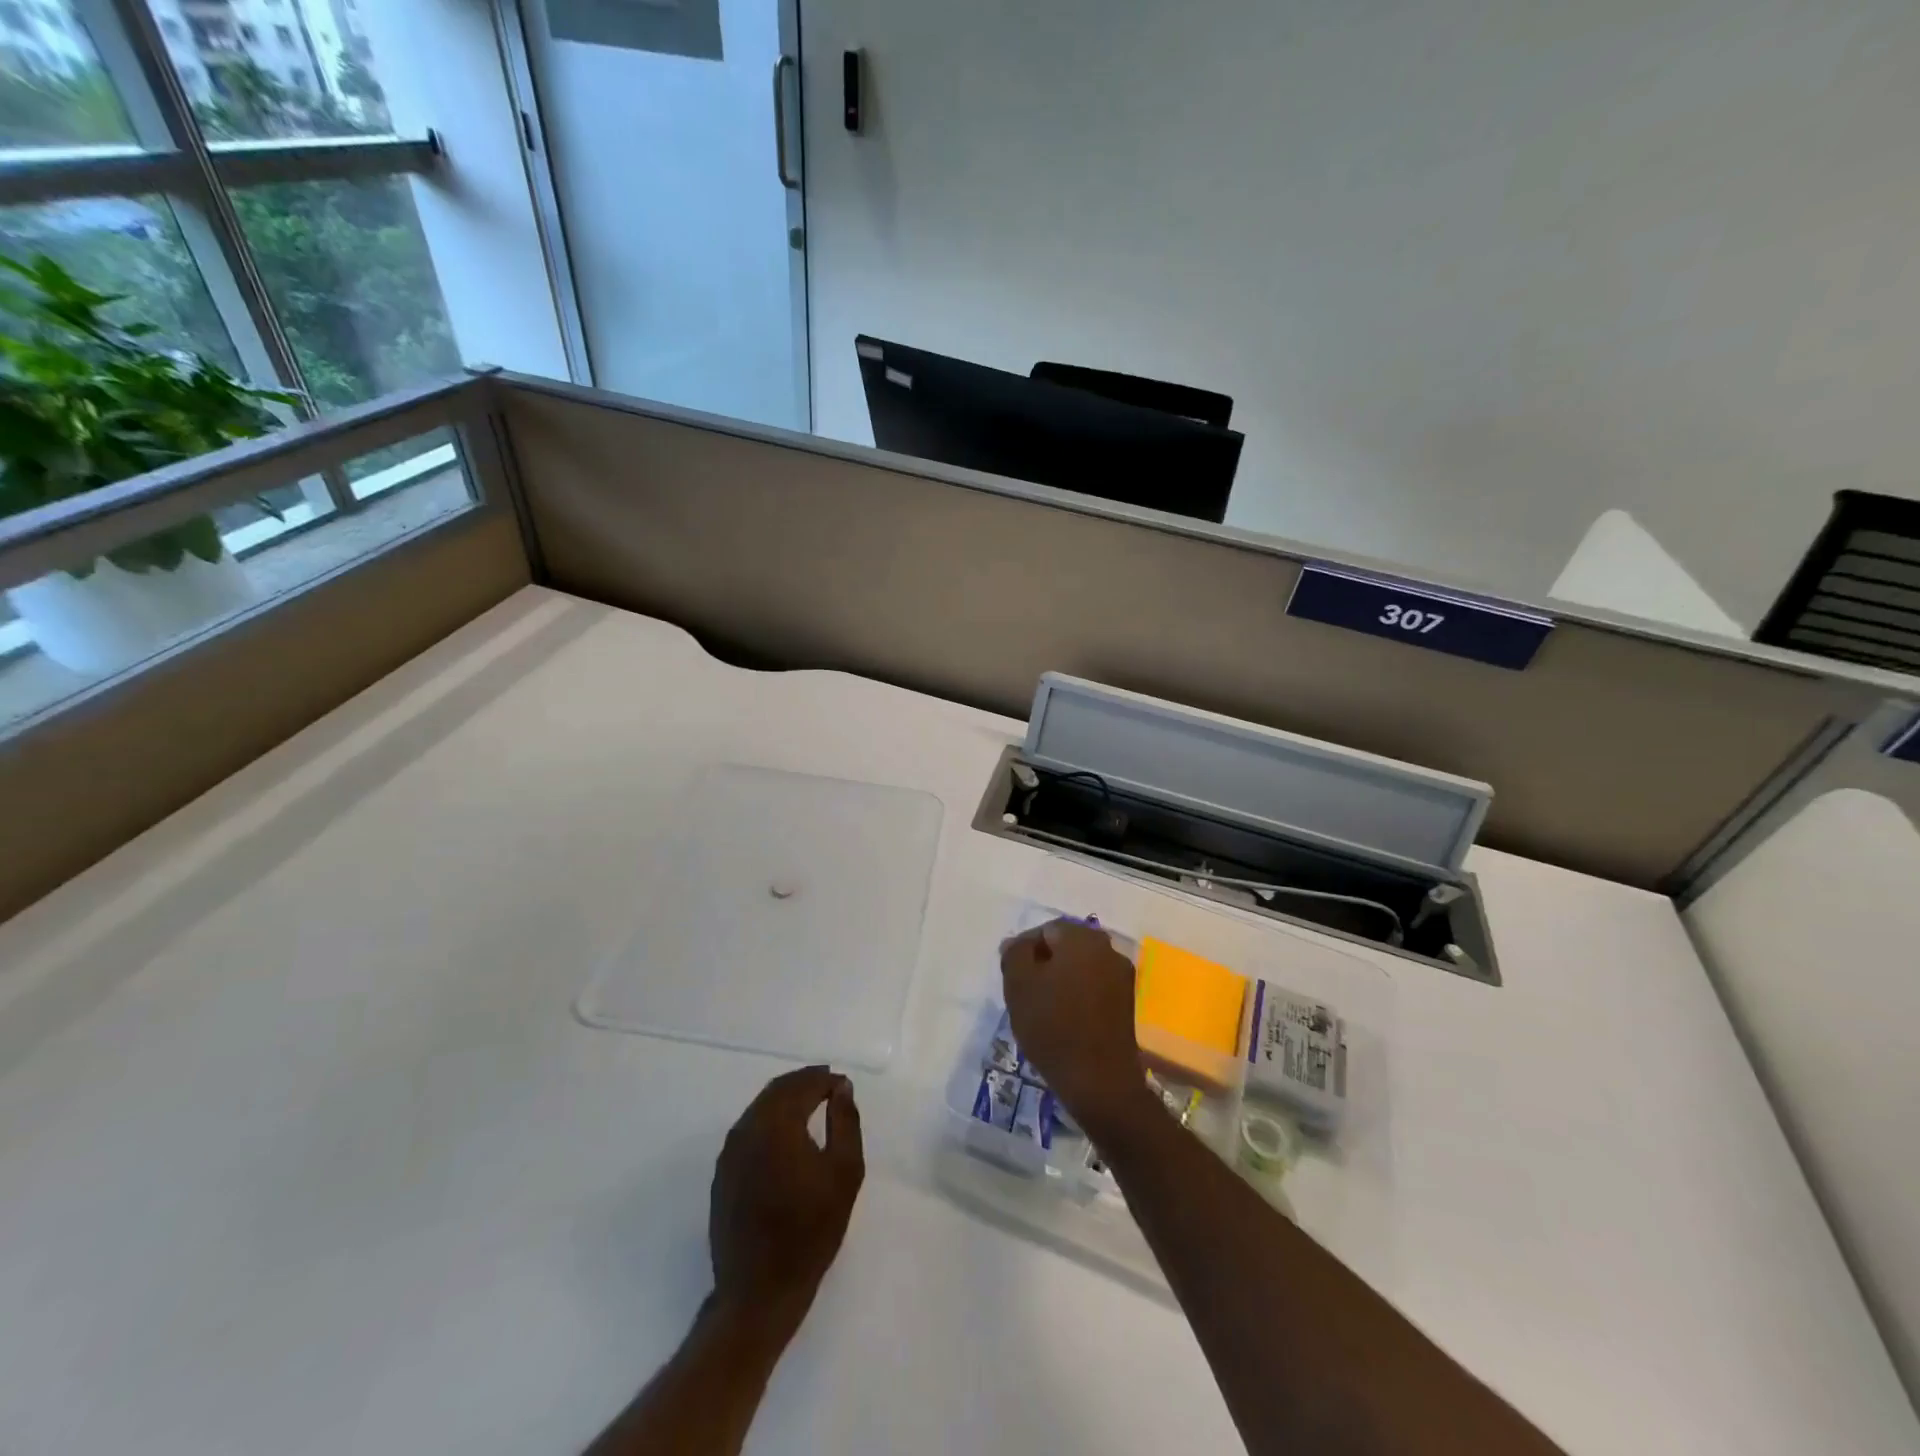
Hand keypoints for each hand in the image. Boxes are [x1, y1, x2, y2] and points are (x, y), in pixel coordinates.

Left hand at [708, 1066, 863, 1337]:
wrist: (760, 1291)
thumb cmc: (811, 1230)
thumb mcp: (845, 1172)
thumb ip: (845, 1121)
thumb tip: (841, 1087)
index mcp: (776, 1124)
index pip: (802, 1085)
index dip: (825, 1080)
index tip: (843, 1085)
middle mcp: (747, 1129)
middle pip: (777, 1091)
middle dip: (804, 1083)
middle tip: (829, 1087)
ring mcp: (729, 1153)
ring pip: (760, 1108)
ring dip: (786, 1100)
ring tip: (812, 1106)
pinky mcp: (723, 1174)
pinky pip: (749, 1130)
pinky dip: (770, 1120)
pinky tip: (787, 1136)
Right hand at [1000, 918, 1147, 1135]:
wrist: (1098, 1080)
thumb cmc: (1053, 1025)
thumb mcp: (1018, 984)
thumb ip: (1015, 954)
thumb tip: (1017, 944)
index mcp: (1083, 938)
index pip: (1046, 929)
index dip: (1024, 949)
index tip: (1011, 974)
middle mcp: (1108, 949)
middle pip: (1066, 946)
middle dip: (1043, 962)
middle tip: (1024, 989)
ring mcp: (1122, 976)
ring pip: (1081, 966)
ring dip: (1061, 979)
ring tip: (1042, 1006)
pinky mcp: (1127, 1002)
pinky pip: (1094, 986)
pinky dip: (1077, 994)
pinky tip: (1064, 1018)